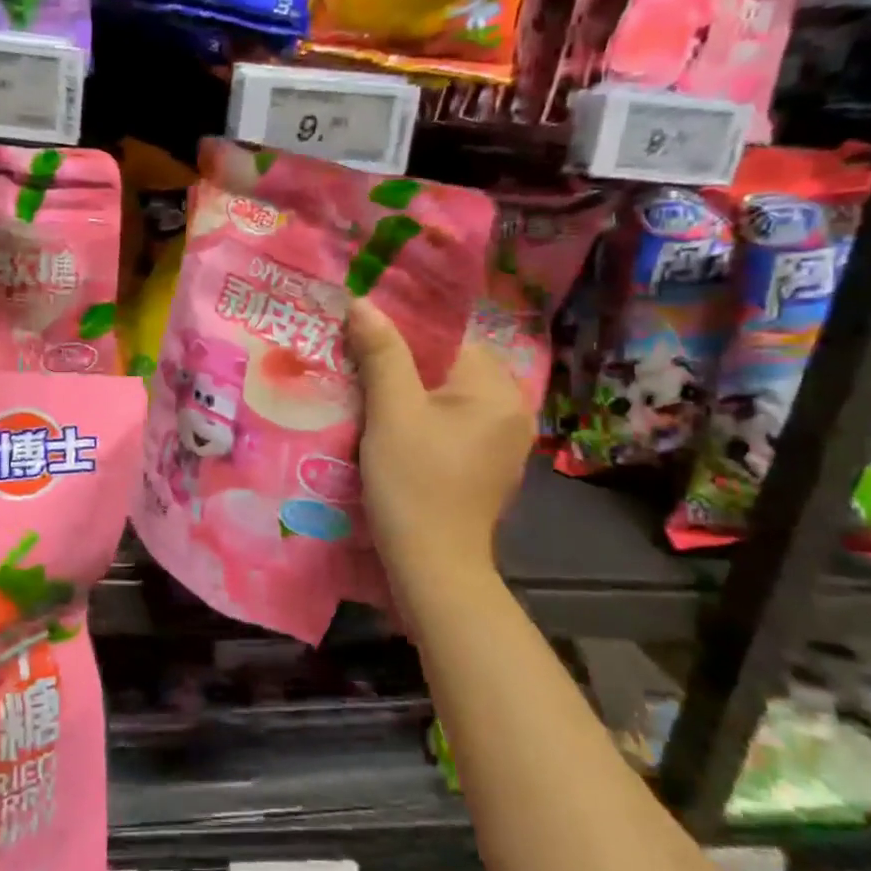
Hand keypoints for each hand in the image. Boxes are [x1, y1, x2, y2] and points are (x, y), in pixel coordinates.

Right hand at [349, 300, 534, 590]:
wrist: (434, 567)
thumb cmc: (414, 484)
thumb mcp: (392, 413)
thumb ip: (382, 353)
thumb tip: (363, 303)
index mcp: (497, 388)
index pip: (448, 338)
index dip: (403, 336)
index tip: (362, 341)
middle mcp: (512, 408)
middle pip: (449, 367)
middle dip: (405, 366)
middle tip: (359, 369)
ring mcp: (504, 441)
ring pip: (449, 397)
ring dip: (412, 395)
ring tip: (369, 396)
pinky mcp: (489, 466)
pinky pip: (453, 425)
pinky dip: (425, 422)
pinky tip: (393, 432)